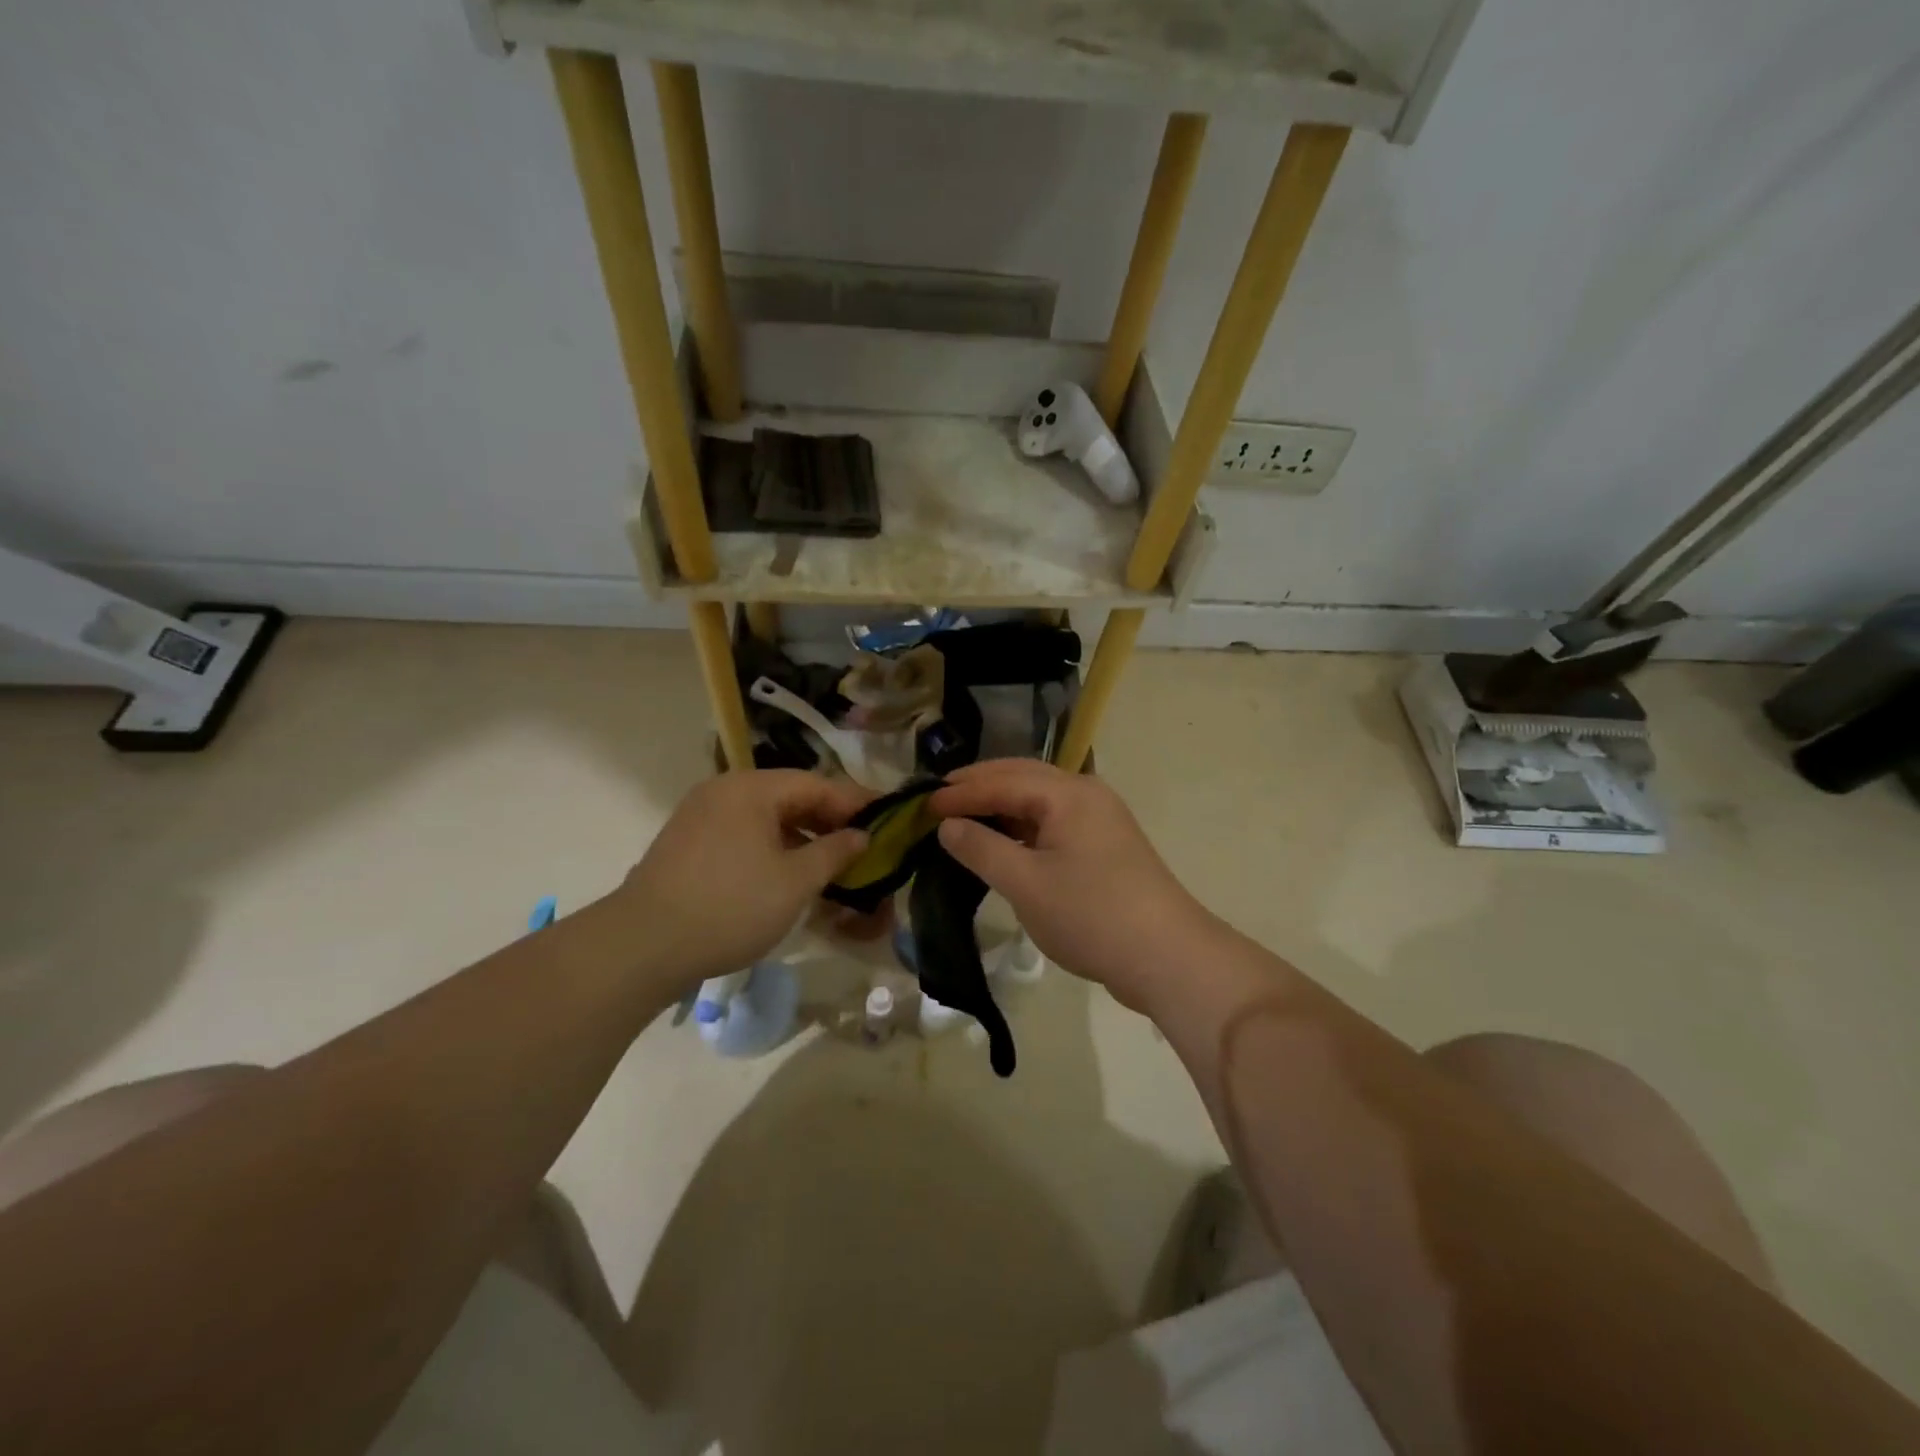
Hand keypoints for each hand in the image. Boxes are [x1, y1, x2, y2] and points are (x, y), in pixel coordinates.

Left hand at [610, 770, 869, 988]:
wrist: (642, 945)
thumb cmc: (730, 907)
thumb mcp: (795, 882)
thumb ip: (834, 852)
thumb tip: (861, 835)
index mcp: (751, 788)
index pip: (817, 784)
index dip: (855, 802)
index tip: (886, 819)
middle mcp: (724, 791)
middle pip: (790, 796)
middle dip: (829, 820)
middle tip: (862, 845)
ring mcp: (700, 815)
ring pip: (766, 817)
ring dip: (801, 836)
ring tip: (830, 863)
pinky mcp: (687, 843)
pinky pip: (743, 833)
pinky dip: (772, 847)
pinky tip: (787, 873)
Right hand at [929, 760, 1214, 1011]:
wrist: (1167, 957)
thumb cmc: (1091, 915)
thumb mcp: (1026, 884)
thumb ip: (982, 849)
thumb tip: (948, 825)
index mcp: (1067, 794)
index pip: (1002, 781)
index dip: (959, 793)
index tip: (921, 806)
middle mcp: (1086, 794)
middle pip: (1023, 777)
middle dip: (980, 785)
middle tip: (939, 798)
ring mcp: (1099, 820)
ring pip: (1039, 800)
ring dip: (1001, 805)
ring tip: (964, 817)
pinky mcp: (1104, 846)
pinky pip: (1053, 822)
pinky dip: (1023, 827)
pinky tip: (1003, 842)